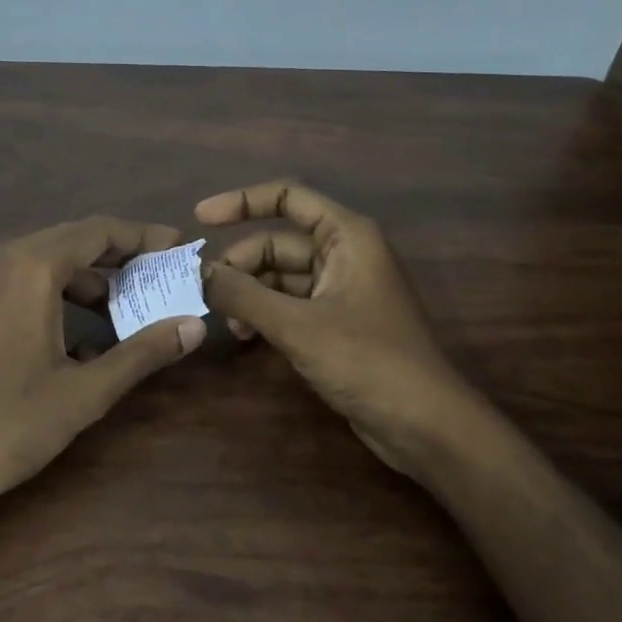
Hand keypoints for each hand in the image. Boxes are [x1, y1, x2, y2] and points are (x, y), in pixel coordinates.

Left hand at [0, 216, 207, 506]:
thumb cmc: (8, 426)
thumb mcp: (85, 391)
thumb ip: (143, 352)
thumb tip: (194, 327)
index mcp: (28, 268)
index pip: (97, 231)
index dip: (143, 236)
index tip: (178, 247)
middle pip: (70, 240)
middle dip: (118, 257)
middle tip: (159, 277)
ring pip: (42, 260)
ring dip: (85, 278)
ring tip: (124, 309)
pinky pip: (16, 279)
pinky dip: (52, 292)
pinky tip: (76, 334)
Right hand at [197, 180, 473, 479]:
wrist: (424, 424)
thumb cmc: (367, 360)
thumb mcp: (297, 325)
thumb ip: (243, 295)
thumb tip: (197, 274)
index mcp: (347, 236)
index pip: (288, 198)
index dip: (242, 202)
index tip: (200, 219)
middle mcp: (345, 254)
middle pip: (278, 242)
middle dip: (241, 263)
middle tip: (205, 293)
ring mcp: (342, 290)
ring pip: (282, 276)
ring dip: (250, 293)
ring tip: (227, 321)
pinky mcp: (338, 323)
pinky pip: (292, 304)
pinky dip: (266, 313)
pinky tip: (247, 336)